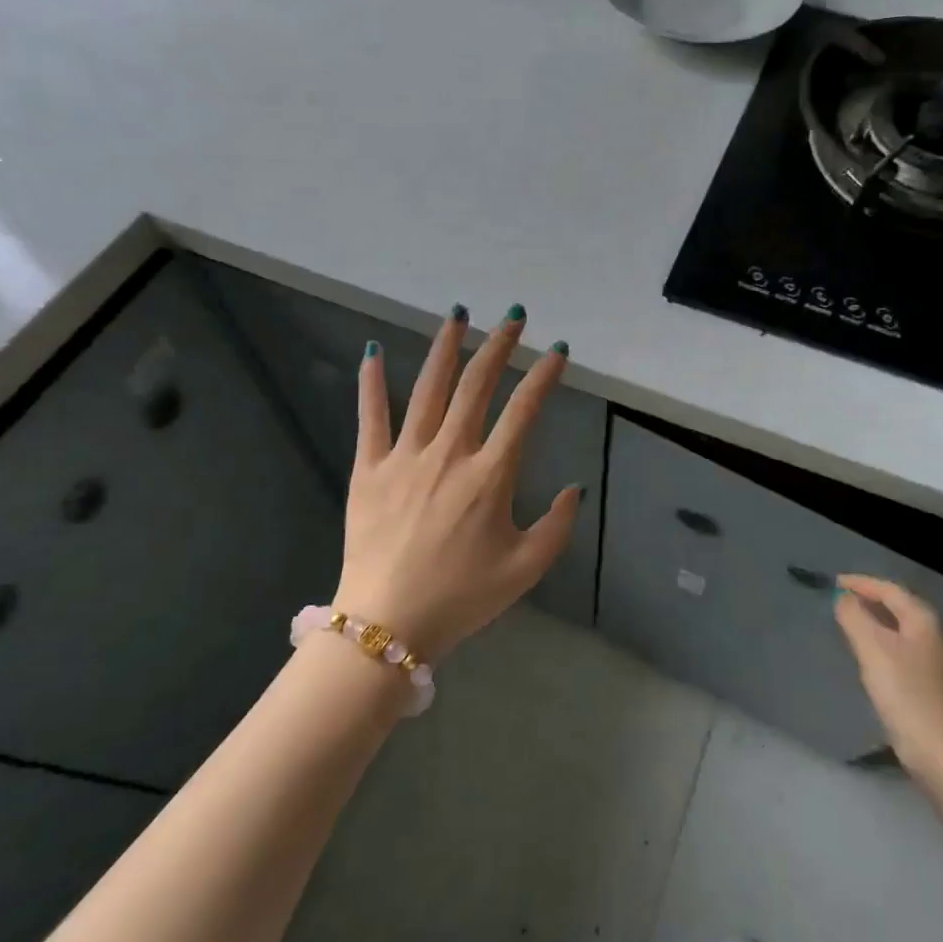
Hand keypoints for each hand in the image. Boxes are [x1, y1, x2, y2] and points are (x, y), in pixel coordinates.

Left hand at [331, 306, 580, 661]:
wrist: (386, 626)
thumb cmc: (462, 598)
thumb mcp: (526, 569)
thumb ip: (558, 526)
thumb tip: (574, 488)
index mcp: (490, 476)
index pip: (524, 411)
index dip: (544, 377)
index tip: (557, 351)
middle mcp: (449, 454)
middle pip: (477, 386)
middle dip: (499, 346)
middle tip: (513, 317)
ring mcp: (405, 457)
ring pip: (428, 389)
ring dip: (445, 348)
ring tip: (458, 314)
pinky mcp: (368, 469)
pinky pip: (370, 417)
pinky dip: (371, 383)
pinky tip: (372, 350)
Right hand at [834, 574, 942, 816]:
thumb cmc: (908, 697)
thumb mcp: (873, 651)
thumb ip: (854, 618)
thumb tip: (843, 597)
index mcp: (925, 620)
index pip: (889, 589)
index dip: (861, 582)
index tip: (834, 582)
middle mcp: (939, 635)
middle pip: (900, 607)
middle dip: (871, 600)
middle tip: (841, 602)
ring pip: (904, 631)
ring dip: (878, 624)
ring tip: (853, 627)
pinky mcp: (940, 688)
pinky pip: (907, 652)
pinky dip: (887, 646)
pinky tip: (874, 661)